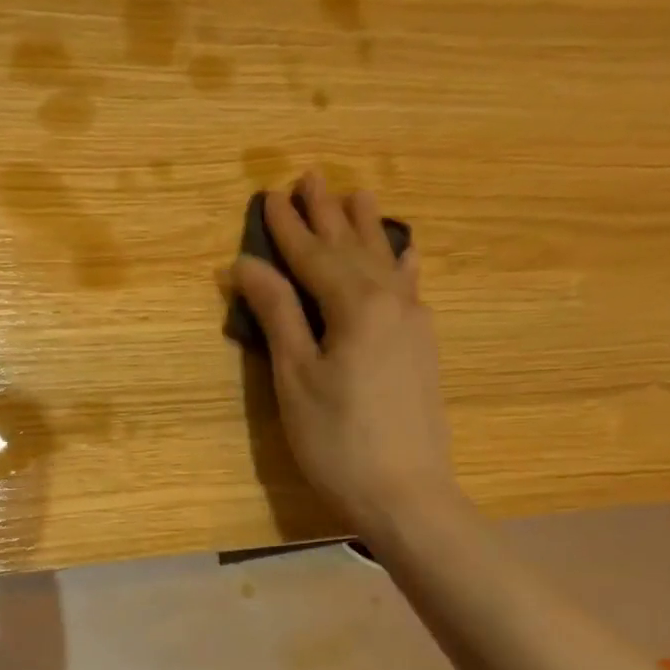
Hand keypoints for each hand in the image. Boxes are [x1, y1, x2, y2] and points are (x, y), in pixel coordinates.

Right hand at [230, 172, 462, 541]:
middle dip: (327, 213)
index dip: (287, 227)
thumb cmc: (336, 440)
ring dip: (365, 226)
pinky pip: (411, 285)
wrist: (405, 493)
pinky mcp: (422, 345)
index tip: (269, 194)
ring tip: (357, 192)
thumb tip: (247, 265)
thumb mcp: (295, 377)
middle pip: (352, 247)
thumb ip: (277, 314)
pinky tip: (405, 250)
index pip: (313, 256)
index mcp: (356, 306)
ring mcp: (414, 322)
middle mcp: (392, 301)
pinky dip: (401, 261)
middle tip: (309, 176)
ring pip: (385, 259)